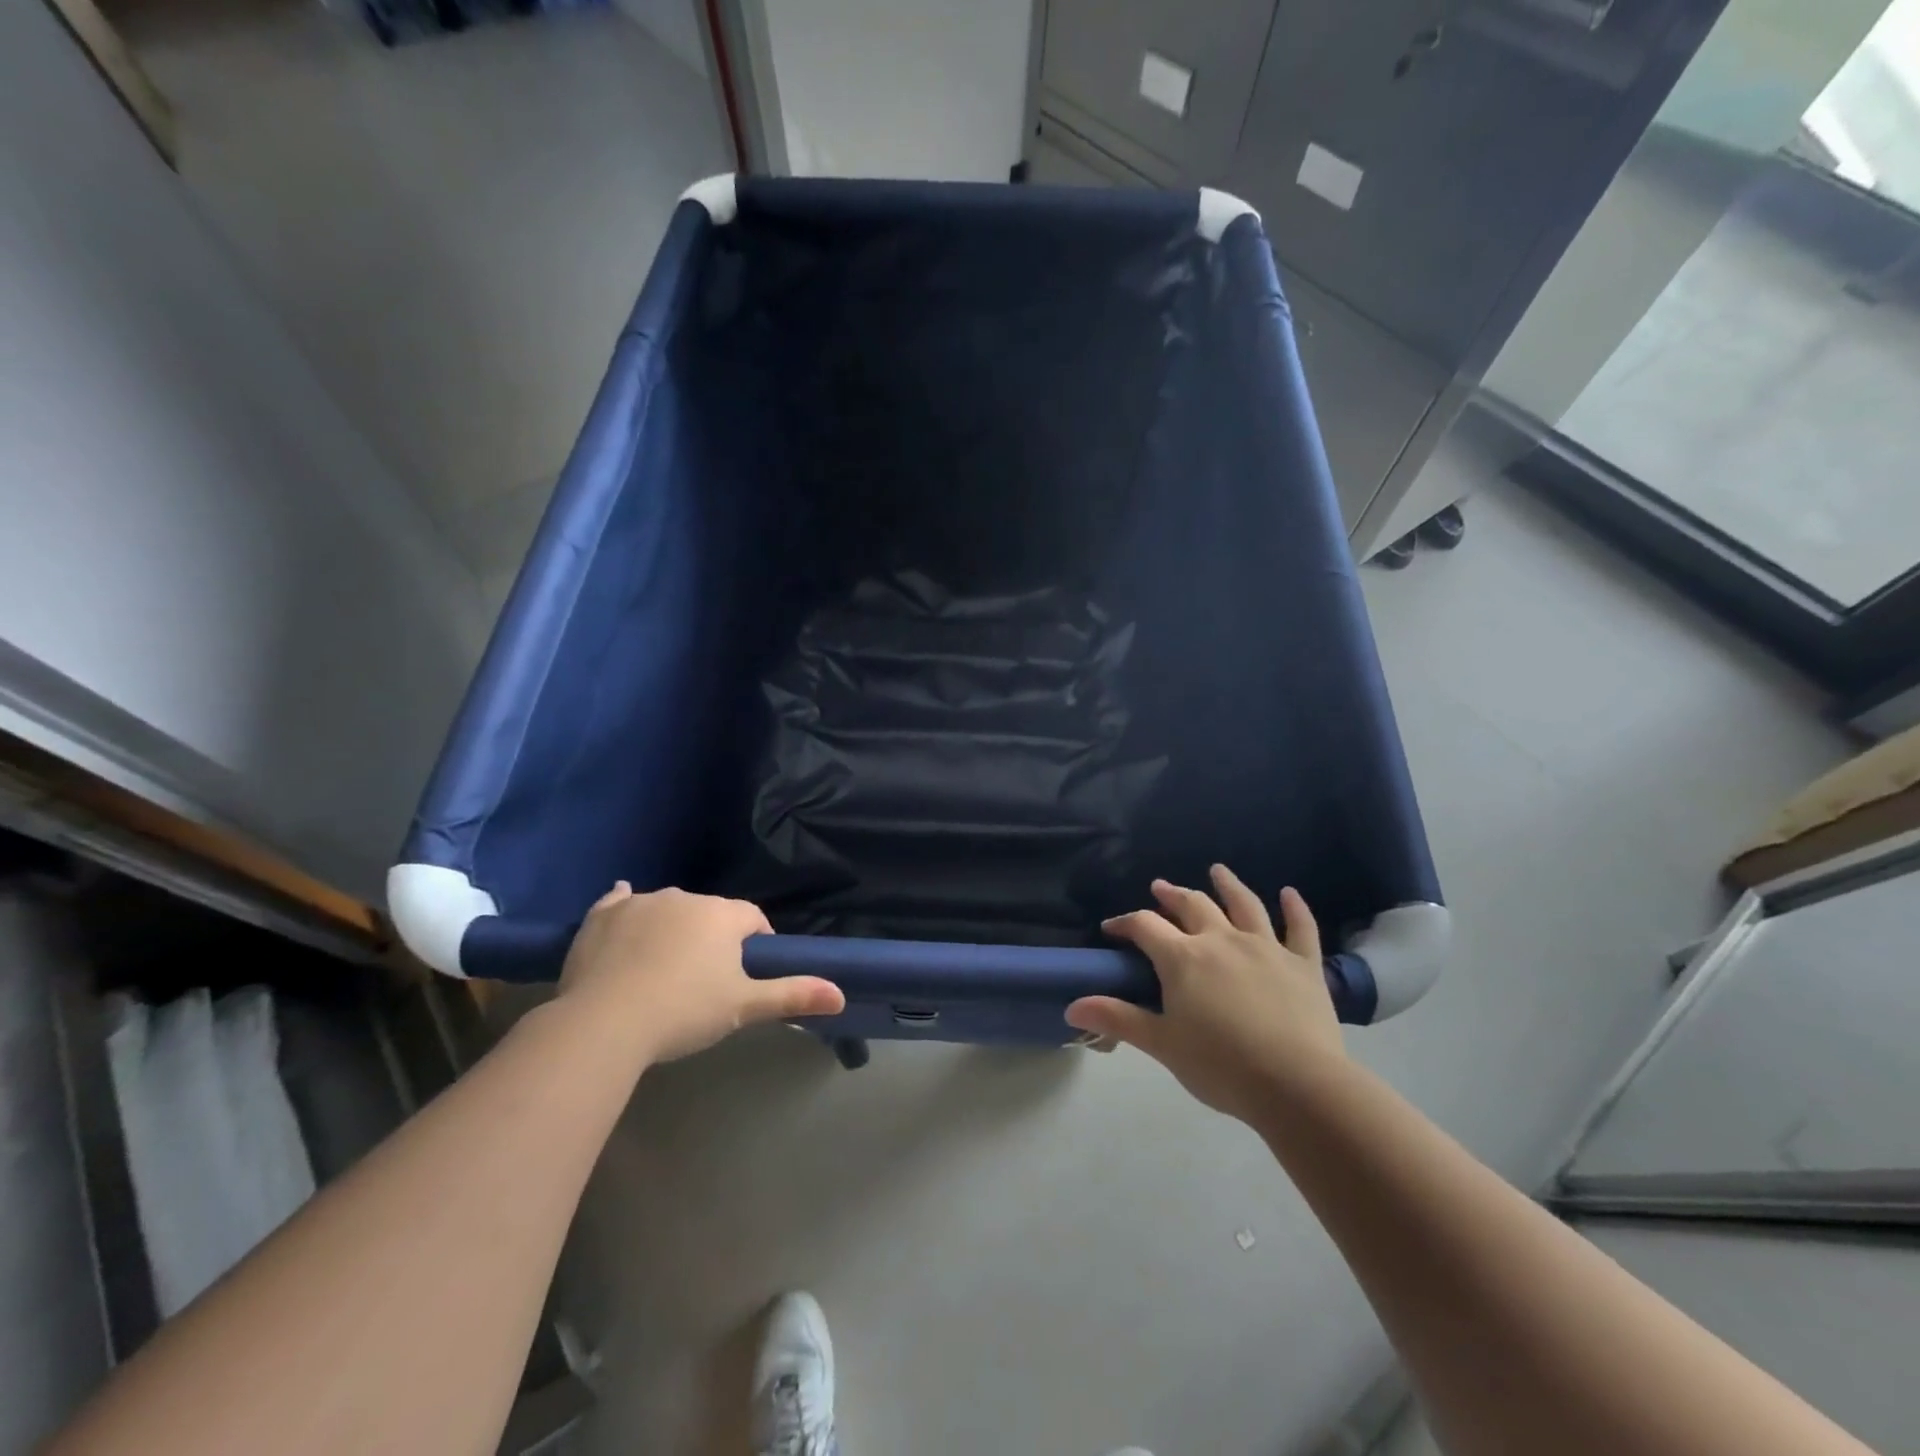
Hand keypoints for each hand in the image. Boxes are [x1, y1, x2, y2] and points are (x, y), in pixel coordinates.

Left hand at [557, 883, 844, 1063]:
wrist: (604, 1023)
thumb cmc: (683, 1012)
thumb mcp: (743, 1007)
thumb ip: (792, 995)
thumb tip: (841, 994)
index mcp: (722, 915)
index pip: (753, 919)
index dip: (756, 942)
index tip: (748, 973)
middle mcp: (684, 898)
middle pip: (710, 913)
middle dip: (713, 938)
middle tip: (705, 980)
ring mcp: (639, 903)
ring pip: (668, 909)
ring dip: (673, 928)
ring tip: (664, 969)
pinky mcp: (601, 916)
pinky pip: (619, 902)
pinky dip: (626, 908)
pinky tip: (624, 912)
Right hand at [1065, 865, 1344, 1122]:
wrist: (1298, 1086)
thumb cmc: (1221, 1066)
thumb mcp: (1162, 1044)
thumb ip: (1118, 1019)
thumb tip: (1070, 1006)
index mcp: (1183, 958)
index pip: (1145, 926)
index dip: (1125, 923)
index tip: (1112, 929)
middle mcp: (1222, 940)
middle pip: (1192, 906)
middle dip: (1172, 896)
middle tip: (1160, 888)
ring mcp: (1266, 948)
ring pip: (1244, 905)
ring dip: (1228, 885)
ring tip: (1218, 871)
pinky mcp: (1304, 964)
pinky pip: (1300, 928)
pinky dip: (1295, 909)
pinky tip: (1290, 893)